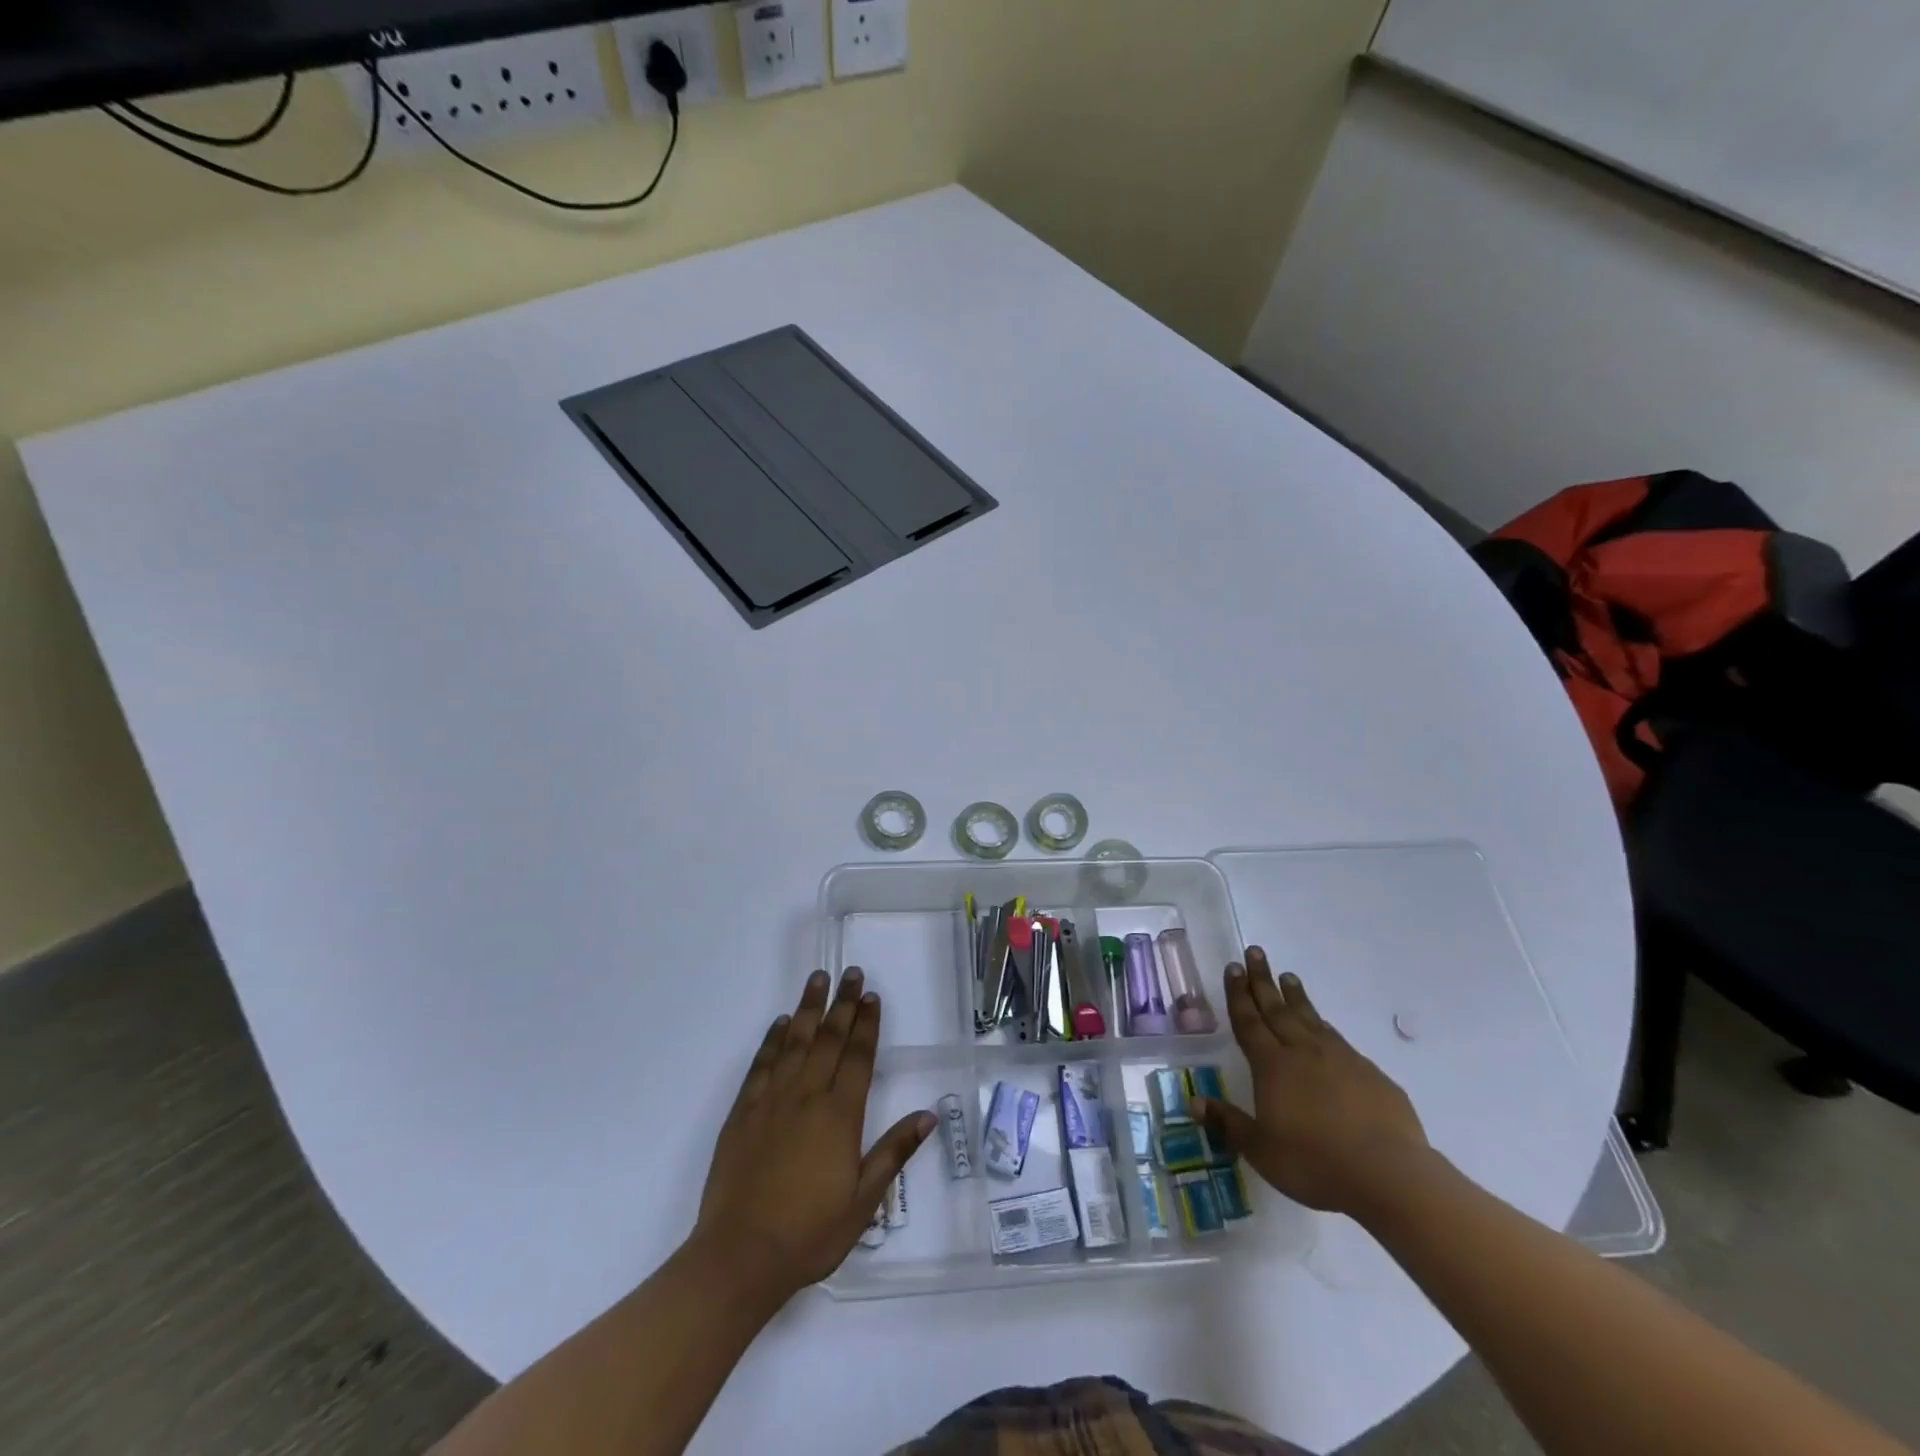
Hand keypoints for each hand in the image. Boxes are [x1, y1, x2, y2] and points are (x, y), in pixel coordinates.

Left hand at [691, 968, 933, 1305]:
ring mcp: (771, 1101)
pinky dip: (772, 1040)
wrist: (739, 1256)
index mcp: (840, 1116)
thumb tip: (928, 1115)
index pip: (859, 1057)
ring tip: (817, 979)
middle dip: (843, 1004)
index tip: (872, 996)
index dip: (867, 1024)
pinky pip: (761, 1065)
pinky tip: (779, 1024)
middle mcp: (807, 1097)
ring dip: (808, 1008)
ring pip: (794, 1042)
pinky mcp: (742, 1113)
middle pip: (829, 1039)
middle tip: (851, 973)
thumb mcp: (863, 1202)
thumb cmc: (809, 1233)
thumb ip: (894, 1153)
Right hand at [1191, 947, 1428, 1217]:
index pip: (1249, 1021)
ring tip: (1288, 976)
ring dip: (1295, 996)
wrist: (1389, 1175)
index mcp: (1272, 1065)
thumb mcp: (1261, 1150)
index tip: (1233, 968)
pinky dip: (1324, 1026)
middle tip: (1255, 952)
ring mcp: (1340, 1059)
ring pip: (1310, 1017)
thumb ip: (1228, 1123)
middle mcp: (1303, 1052)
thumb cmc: (1315, 1163)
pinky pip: (1339, 1040)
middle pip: (1277, 1008)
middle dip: (1262, 980)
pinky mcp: (1370, 1074)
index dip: (1238, 994)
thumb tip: (1194, 1101)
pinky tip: (1324, 1028)